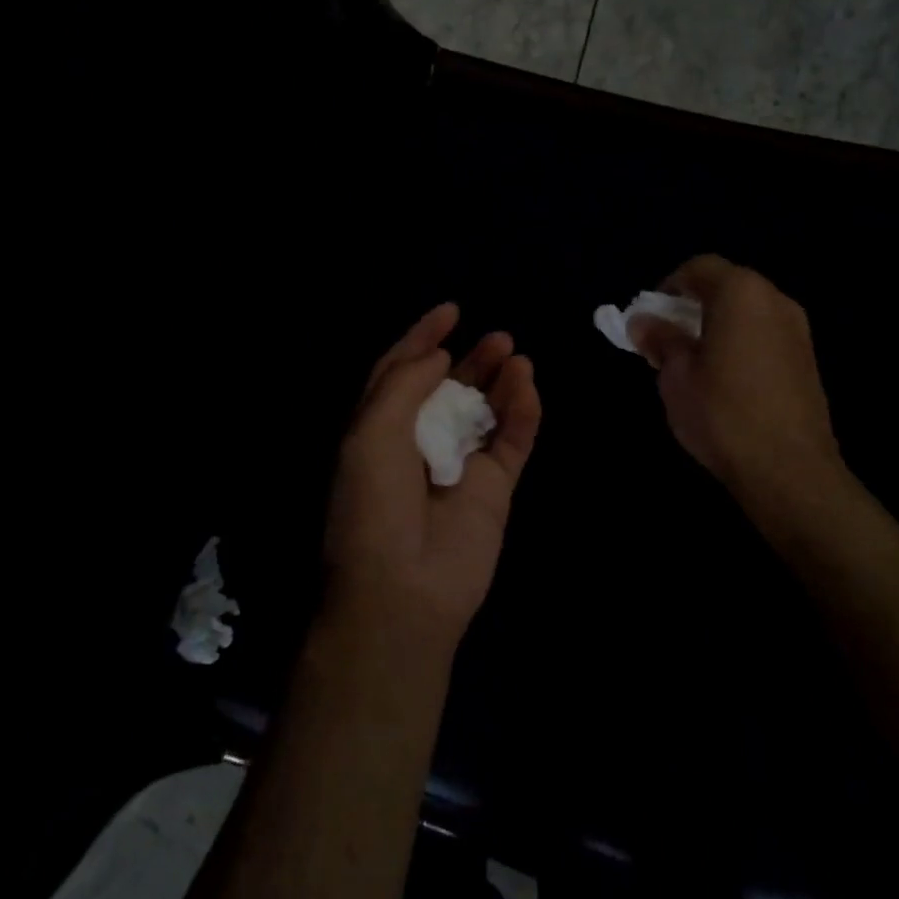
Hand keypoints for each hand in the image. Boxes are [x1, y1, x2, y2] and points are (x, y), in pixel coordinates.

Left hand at [322, 304, 540, 656]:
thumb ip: (405, 385)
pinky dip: (522, 413)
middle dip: (471, 359)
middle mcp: (419, 443)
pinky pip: (512, 442)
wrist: (403, 588)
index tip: (450, 311)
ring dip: (500, 380)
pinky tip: (526, 386)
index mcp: (379, 429)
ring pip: (486, 411)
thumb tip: (438, 355)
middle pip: (449, 388)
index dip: (423, 339)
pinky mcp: (494, 490)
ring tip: (516, 354)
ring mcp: (459, 466)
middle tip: (498, 336)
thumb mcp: (372, 432)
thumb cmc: (374, 504)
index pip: (402, 372)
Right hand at [629, 255, 850, 513]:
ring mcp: (798, 330)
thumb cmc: (722, 413)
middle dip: (692, 306)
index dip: (668, 287)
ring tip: (694, 363)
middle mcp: (775, 300)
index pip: (699, 268)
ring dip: (717, 325)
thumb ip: (660, 339)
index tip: (651, 319)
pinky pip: (765, 335)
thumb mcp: (675, 375)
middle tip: (668, 340)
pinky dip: (741, 343)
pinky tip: (726, 380)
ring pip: (747, 312)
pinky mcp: (807, 360)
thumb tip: (643, 321)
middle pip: (726, 286)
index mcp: (741, 293)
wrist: (789, 470)